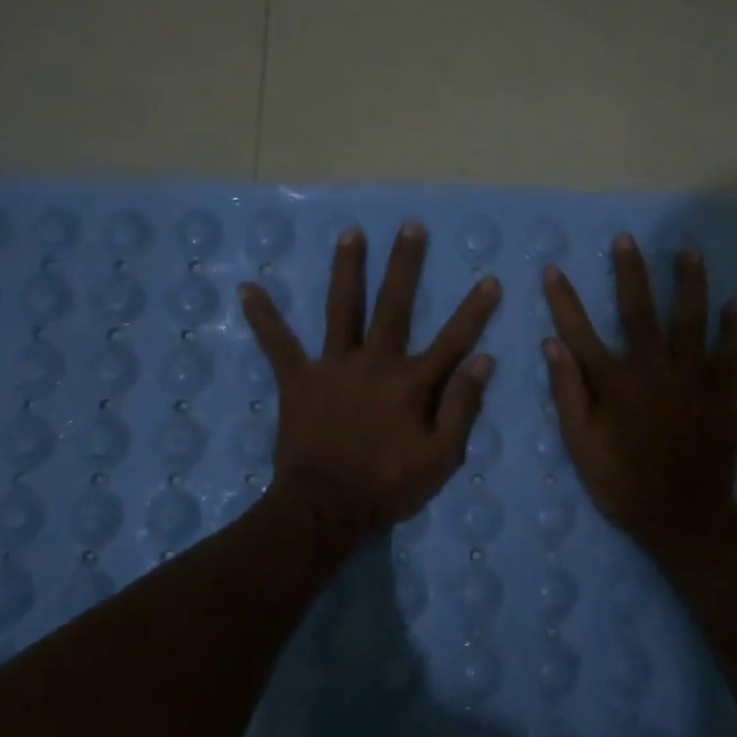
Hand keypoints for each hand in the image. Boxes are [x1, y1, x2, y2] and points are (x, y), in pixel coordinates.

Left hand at [239, 221, 500, 542]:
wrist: (326, 509)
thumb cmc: (388, 486)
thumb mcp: (441, 457)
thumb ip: (462, 407)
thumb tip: (483, 361)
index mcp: (411, 383)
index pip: (452, 340)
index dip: (474, 311)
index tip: (489, 280)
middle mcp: (374, 363)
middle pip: (394, 306)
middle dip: (405, 265)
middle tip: (410, 227)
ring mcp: (333, 367)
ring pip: (342, 309)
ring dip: (347, 269)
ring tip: (350, 234)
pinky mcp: (298, 379)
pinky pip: (278, 344)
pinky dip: (263, 317)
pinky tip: (247, 288)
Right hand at [543, 234, 736, 553]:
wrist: (684, 517)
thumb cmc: (623, 484)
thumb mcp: (581, 446)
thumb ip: (568, 393)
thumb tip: (552, 345)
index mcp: (615, 382)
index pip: (580, 332)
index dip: (564, 300)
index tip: (553, 270)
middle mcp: (653, 368)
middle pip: (639, 310)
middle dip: (630, 273)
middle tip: (626, 240)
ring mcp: (692, 378)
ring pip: (692, 320)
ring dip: (690, 284)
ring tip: (690, 253)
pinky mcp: (722, 393)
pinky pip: (731, 354)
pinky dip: (734, 329)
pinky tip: (736, 306)